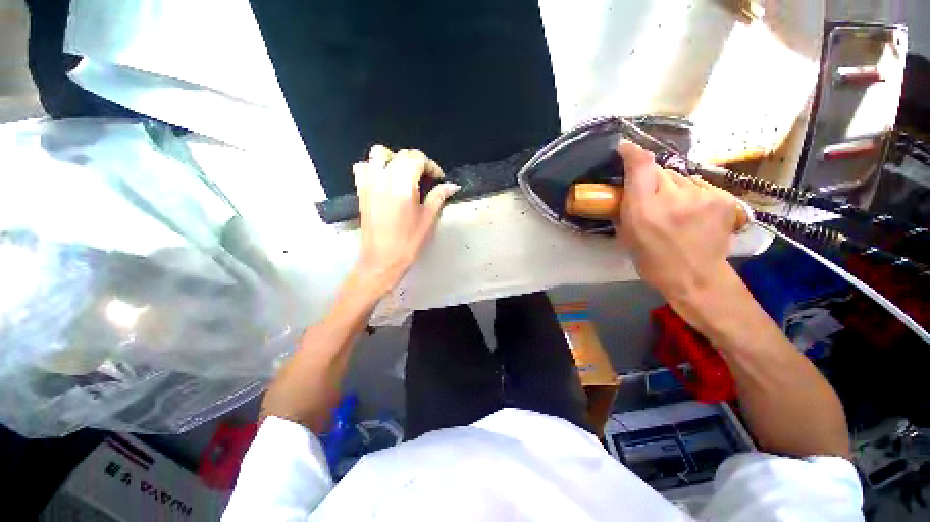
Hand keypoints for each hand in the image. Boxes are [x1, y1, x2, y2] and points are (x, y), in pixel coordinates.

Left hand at [352, 145, 459, 294]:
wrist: (382, 259)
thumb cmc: (408, 241)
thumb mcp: (428, 218)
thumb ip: (438, 197)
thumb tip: (452, 186)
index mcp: (403, 184)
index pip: (418, 159)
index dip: (431, 166)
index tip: (438, 178)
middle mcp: (384, 177)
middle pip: (401, 154)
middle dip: (417, 161)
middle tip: (427, 178)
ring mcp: (369, 182)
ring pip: (379, 153)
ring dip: (395, 158)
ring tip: (405, 174)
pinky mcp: (361, 190)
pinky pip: (364, 167)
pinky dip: (375, 167)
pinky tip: (385, 179)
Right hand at [615, 140, 738, 301]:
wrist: (696, 278)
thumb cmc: (653, 261)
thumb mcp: (626, 236)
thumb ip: (625, 208)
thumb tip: (626, 189)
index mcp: (645, 209)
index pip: (642, 165)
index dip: (632, 152)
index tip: (625, 147)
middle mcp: (675, 196)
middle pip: (662, 172)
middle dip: (654, 181)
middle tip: (653, 198)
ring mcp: (704, 195)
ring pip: (682, 178)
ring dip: (675, 189)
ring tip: (677, 210)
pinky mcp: (725, 198)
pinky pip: (700, 186)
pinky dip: (693, 195)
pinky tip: (694, 213)